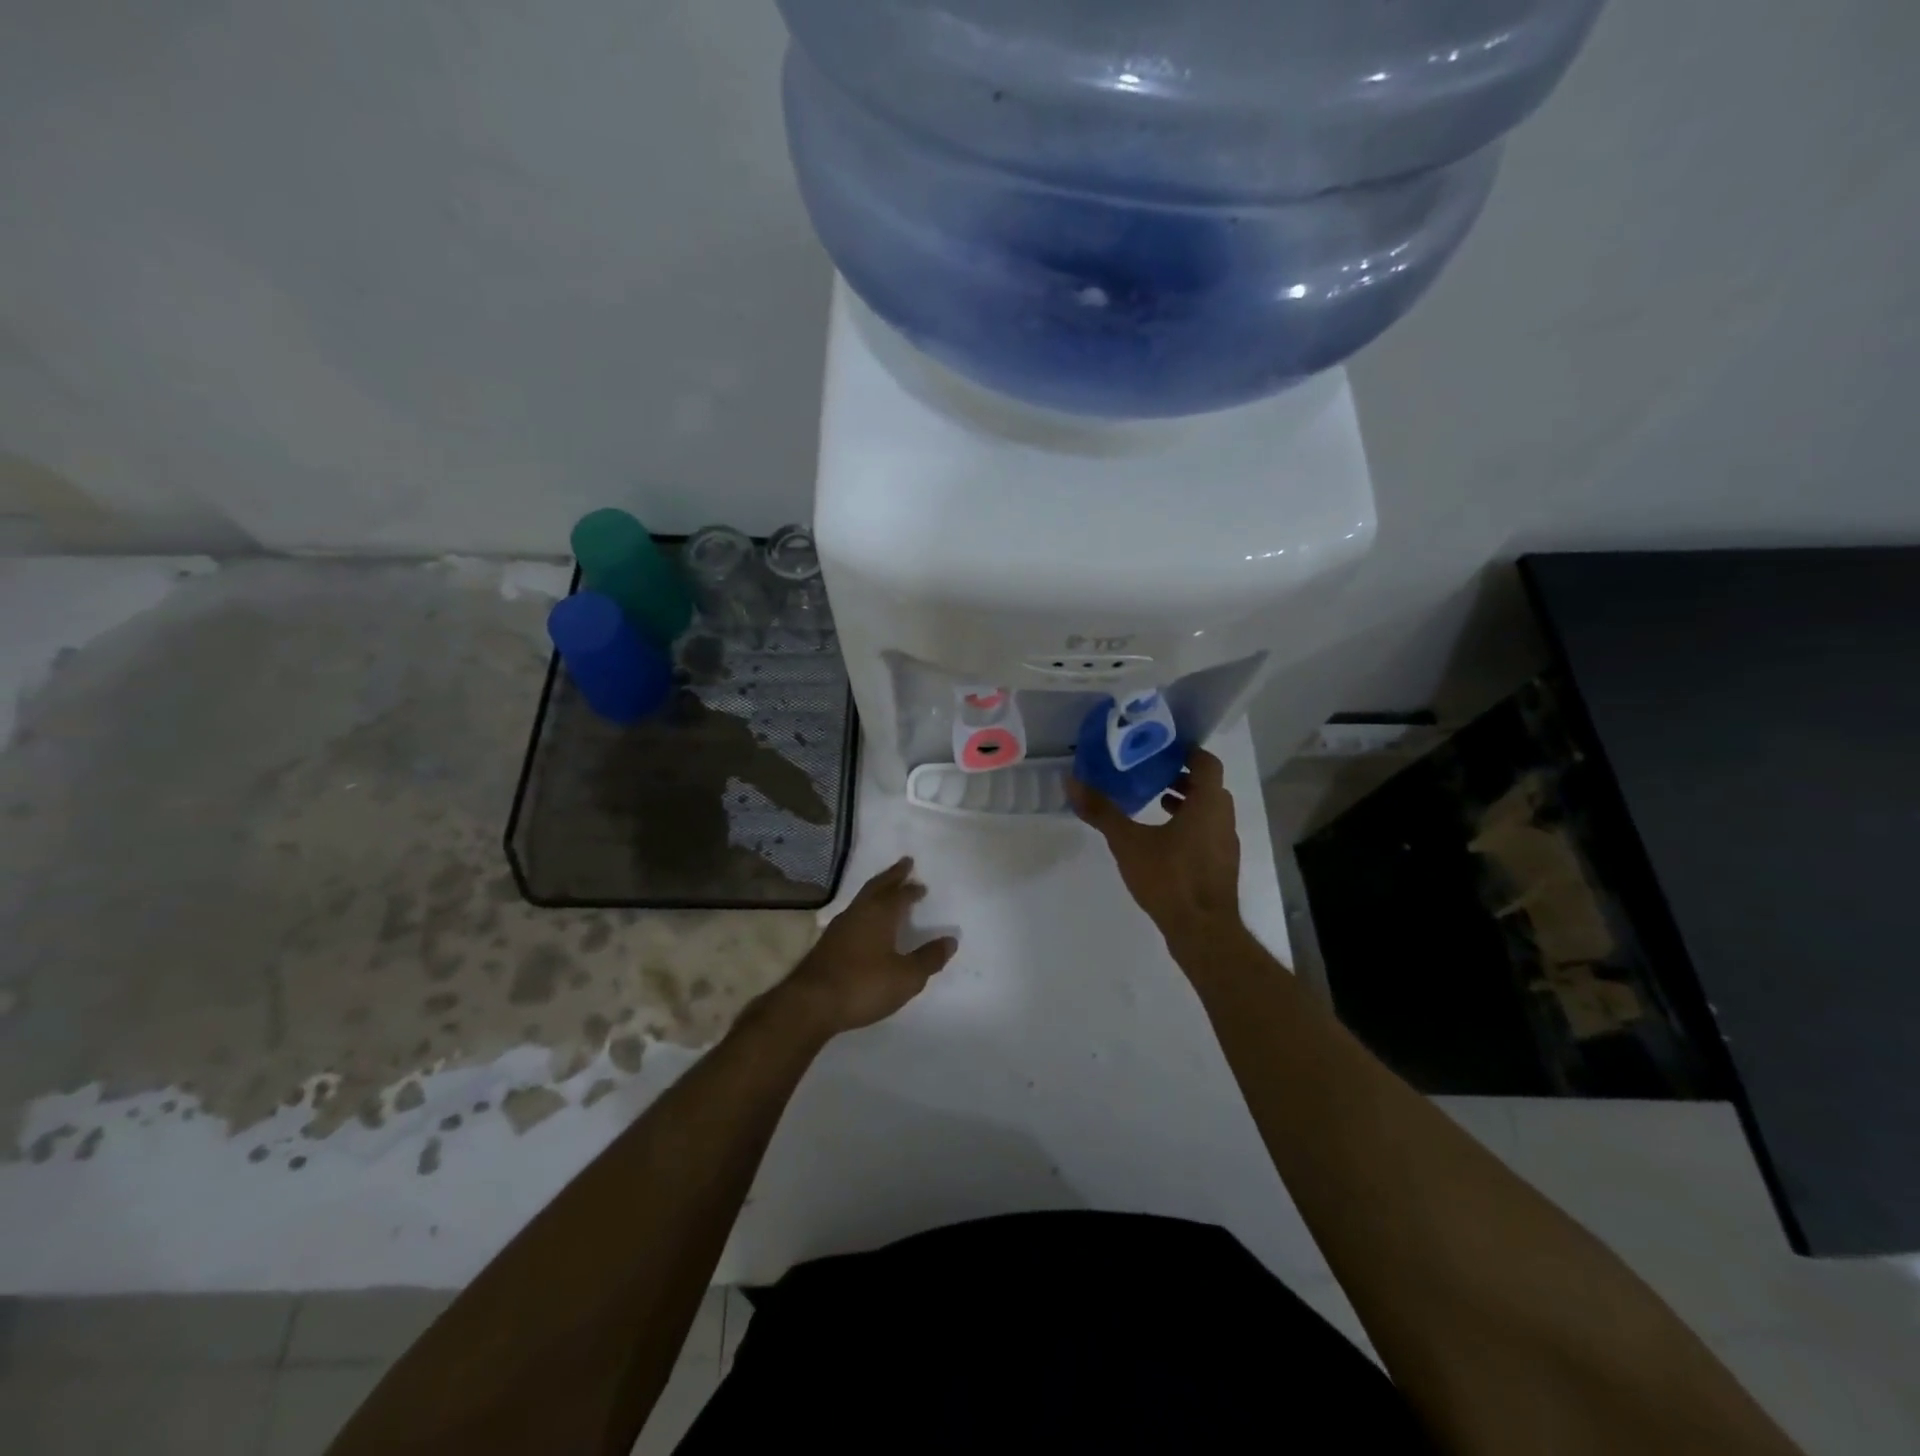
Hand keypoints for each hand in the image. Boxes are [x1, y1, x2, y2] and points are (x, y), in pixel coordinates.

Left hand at [780, 858, 956, 1035]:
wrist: (810, 1003)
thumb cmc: (863, 985)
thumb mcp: (906, 977)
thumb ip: (928, 958)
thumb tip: (950, 940)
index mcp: (879, 914)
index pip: (900, 894)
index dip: (912, 890)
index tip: (921, 885)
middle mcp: (858, 913)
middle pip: (877, 886)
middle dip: (892, 875)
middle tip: (905, 863)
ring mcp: (839, 927)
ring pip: (862, 899)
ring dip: (877, 891)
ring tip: (887, 890)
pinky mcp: (826, 943)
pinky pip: (852, 915)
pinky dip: (864, 910)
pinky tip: (864, 922)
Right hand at [1068, 747, 1242, 947]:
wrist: (1203, 931)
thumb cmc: (1169, 878)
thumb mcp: (1128, 842)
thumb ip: (1102, 811)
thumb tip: (1072, 782)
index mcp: (1208, 804)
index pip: (1207, 763)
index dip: (1188, 751)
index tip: (1162, 748)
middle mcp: (1223, 818)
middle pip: (1209, 785)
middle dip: (1183, 776)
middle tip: (1151, 773)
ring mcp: (1226, 844)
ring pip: (1209, 810)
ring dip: (1187, 801)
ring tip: (1155, 802)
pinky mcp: (1222, 865)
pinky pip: (1208, 832)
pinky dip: (1190, 825)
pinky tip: (1163, 840)